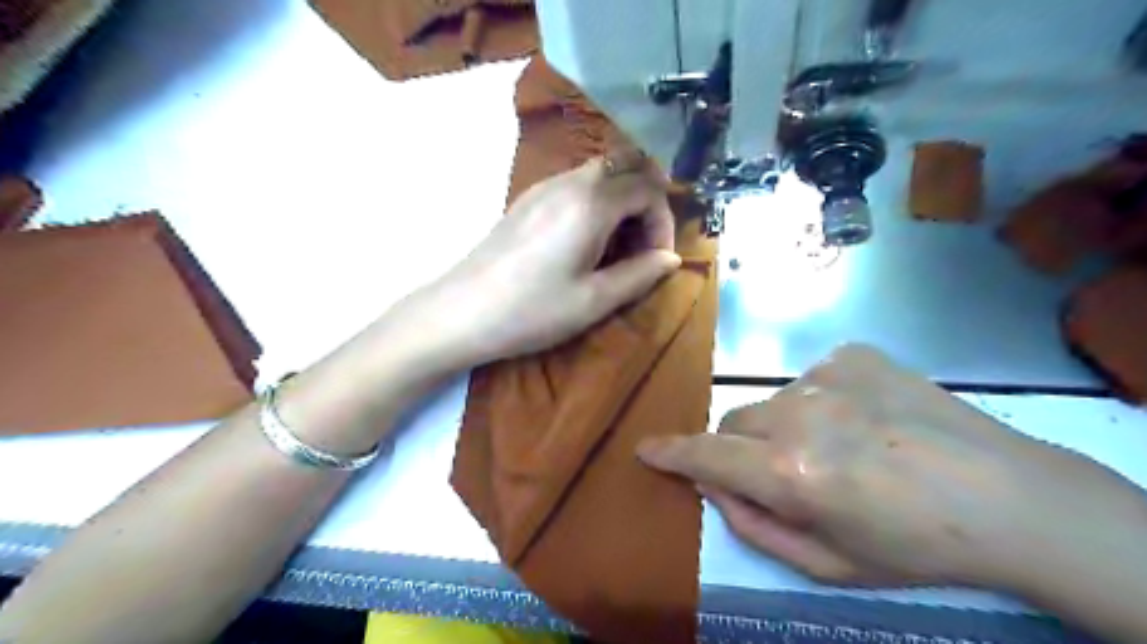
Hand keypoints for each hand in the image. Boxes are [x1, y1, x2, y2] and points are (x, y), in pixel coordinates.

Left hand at [419, 154, 672, 363]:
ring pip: (600, 173)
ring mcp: (543, 187)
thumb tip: (671, 259)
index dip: (663, 221)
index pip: (648, 188)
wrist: (460, 313)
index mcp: (591, 203)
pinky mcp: (526, 200)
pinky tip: (585, 243)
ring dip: (621, 202)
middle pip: (626, 165)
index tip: (657, 259)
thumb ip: (639, 275)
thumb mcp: (594, 300)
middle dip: (646, 201)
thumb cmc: (532, 310)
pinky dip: (596, 203)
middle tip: (642, 245)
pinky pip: (576, 185)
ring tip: (615, 249)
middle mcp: (569, 182)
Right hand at [637, 343, 1146, 589]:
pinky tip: (862, 420)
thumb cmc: (914, 546)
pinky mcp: (853, 356)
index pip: (707, 455)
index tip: (646, 449)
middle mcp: (799, 415)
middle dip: (740, 449)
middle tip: (782, 472)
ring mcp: (827, 377)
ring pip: (771, 401)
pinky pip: (809, 379)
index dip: (672, 453)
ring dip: (782, 426)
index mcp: (792, 472)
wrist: (1008, 497)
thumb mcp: (827, 565)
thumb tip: (713, 485)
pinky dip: (818, 402)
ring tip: (838, 447)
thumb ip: (754, 525)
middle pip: (734, 423)